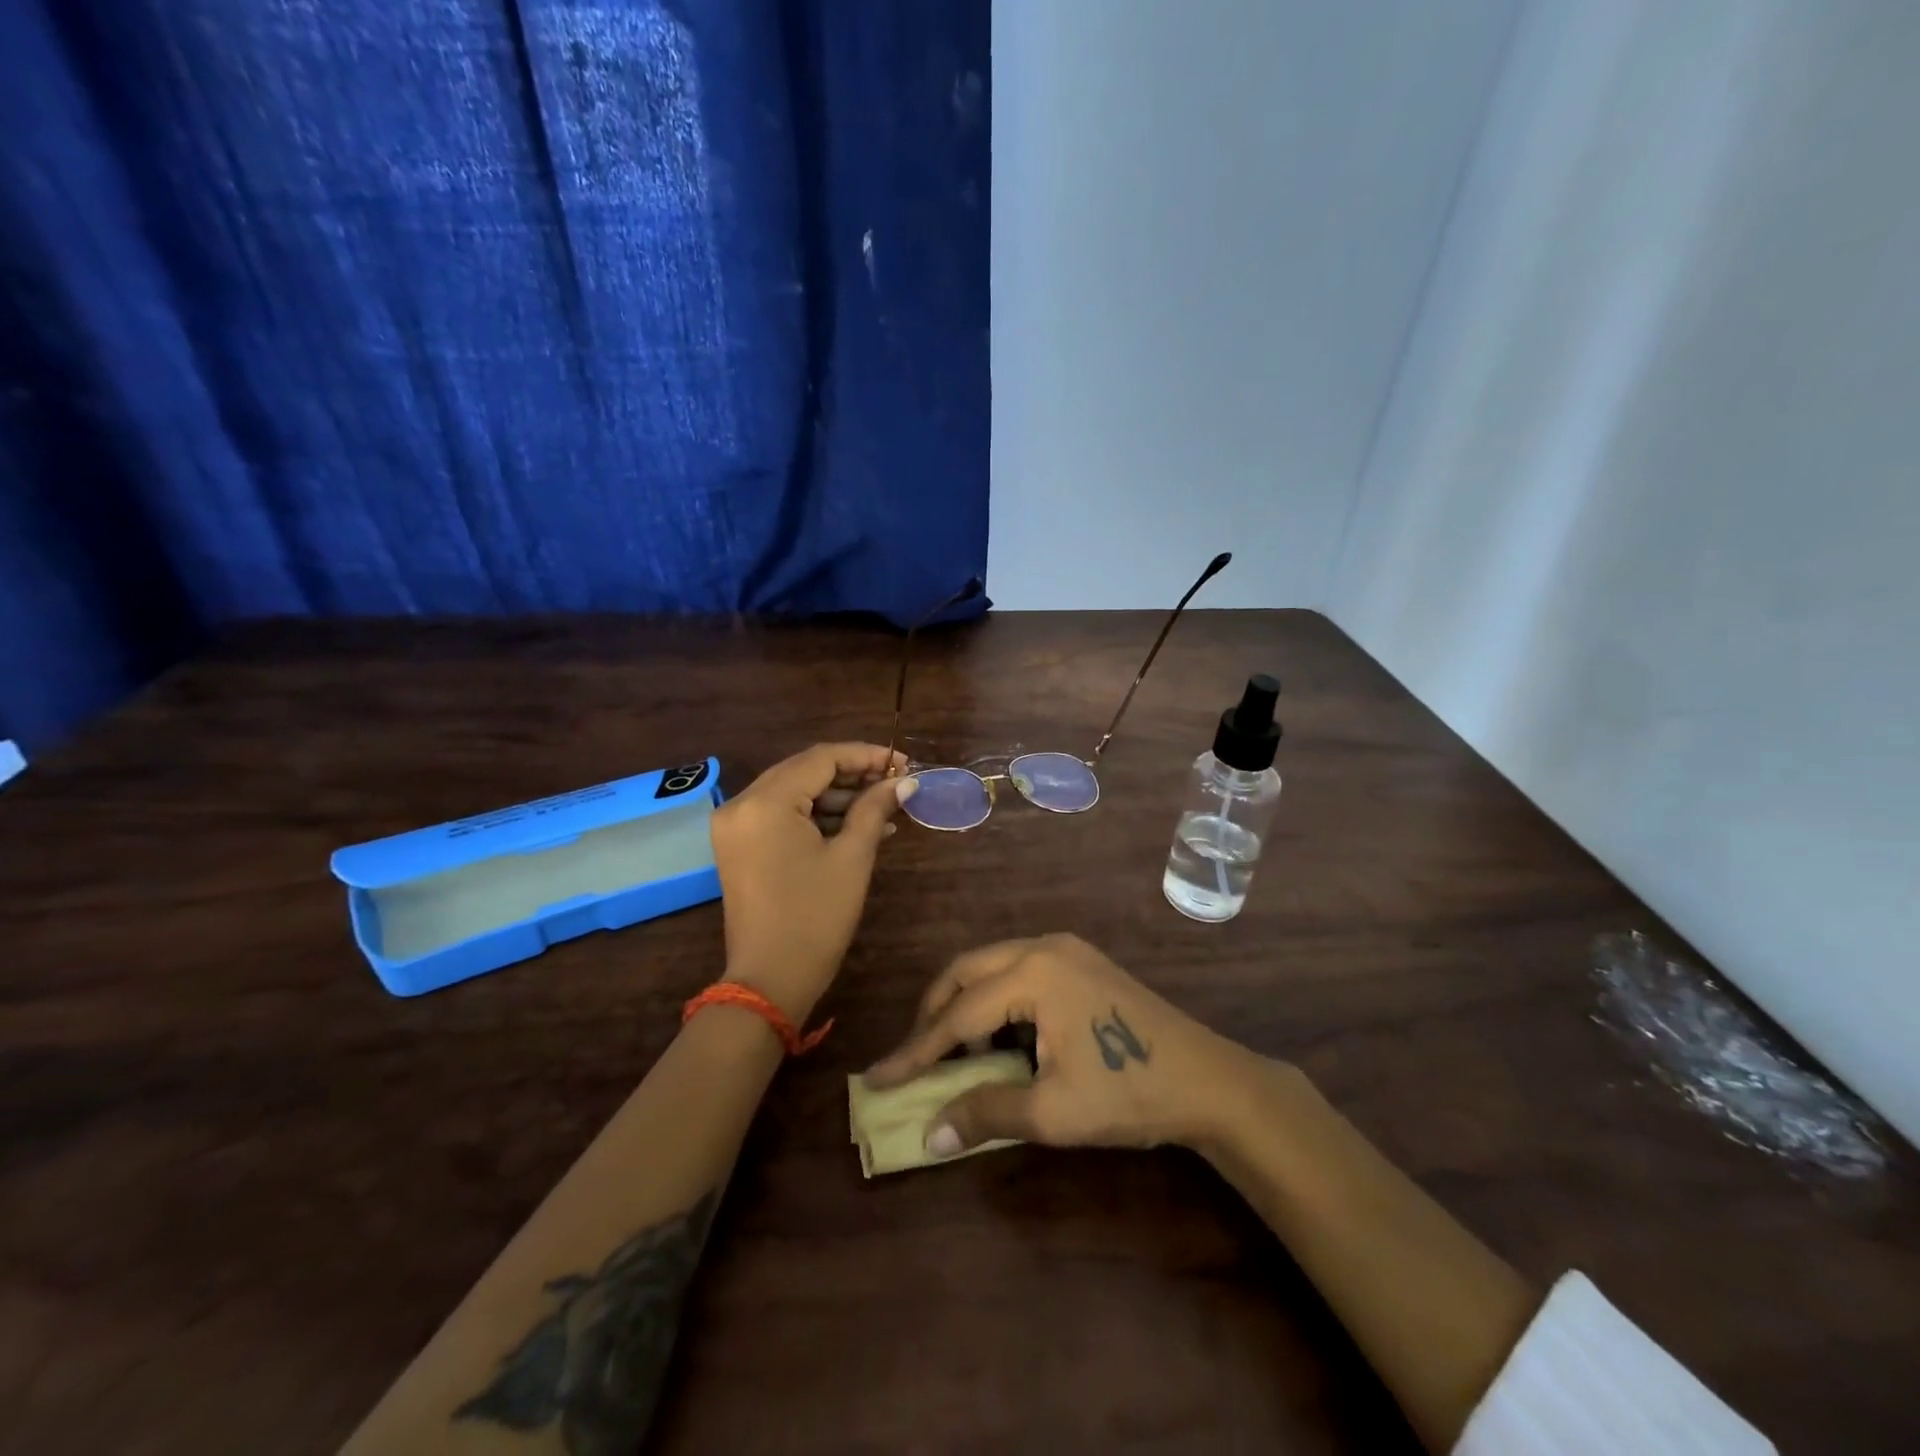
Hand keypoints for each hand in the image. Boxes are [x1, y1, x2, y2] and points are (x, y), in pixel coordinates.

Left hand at [710, 743, 916, 1022]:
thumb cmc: (816, 917)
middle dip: (853, 774)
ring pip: (794, 792)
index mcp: (765, 802)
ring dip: (838, 797)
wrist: (770, 981)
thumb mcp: (852, 857)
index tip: (904, 763)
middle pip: (804, 771)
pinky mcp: (739, 845)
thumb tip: (905, 781)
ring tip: (885, 808)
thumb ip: (875, 808)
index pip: (820, 759)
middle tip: (896, 783)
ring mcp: (736, 826)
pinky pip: (782, 815)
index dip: (866, 756)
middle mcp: (741, 804)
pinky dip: (817, 817)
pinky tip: (857, 825)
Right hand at [863, 934, 1256, 1157]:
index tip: (878, 1077)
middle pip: (967, 971)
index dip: (915, 1050)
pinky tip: (1001, 1036)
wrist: (1208, 1080)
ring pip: (992, 966)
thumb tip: (929, 1135)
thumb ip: (984, 1113)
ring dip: (966, 1003)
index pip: (957, 1014)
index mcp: (1032, 973)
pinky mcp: (1081, 959)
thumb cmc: (1128, 1092)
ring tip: (955, 1052)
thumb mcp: (1051, 1111)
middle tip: (916, 1058)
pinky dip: (997, 998)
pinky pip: (1019, 969)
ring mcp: (1066, 948)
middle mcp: (1042, 946)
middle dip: (935, 1013)